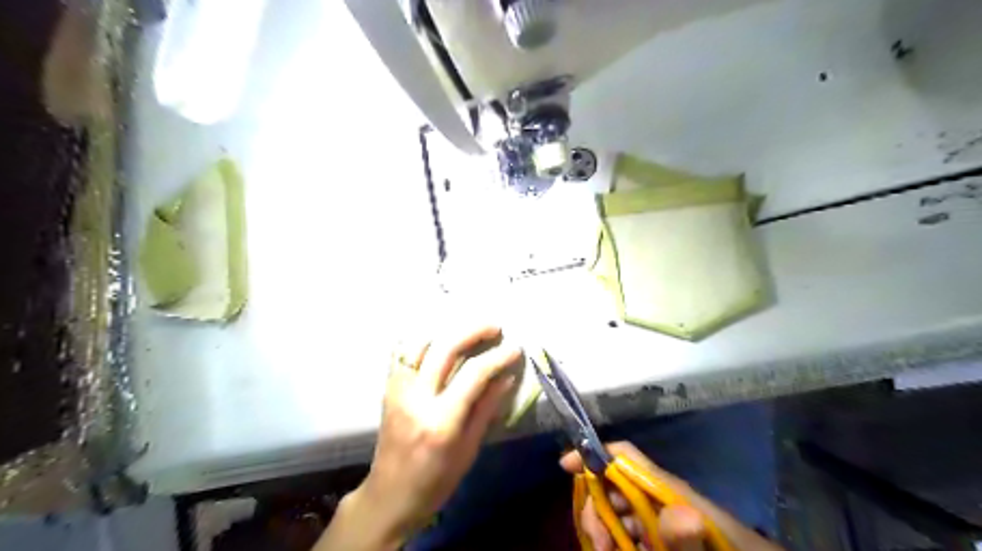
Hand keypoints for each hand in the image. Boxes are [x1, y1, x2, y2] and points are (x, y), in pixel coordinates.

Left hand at [342, 322, 521, 545]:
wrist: (389, 496)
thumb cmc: (436, 482)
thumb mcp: (469, 450)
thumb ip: (486, 408)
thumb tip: (506, 376)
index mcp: (441, 421)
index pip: (474, 374)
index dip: (497, 357)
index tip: (515, 349)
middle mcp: (416, 398)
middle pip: (445, 349)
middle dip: (473, 331)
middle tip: (495, 327)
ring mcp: (397, 390)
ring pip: (420, 344)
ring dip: (447, 331)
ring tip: (468, 330)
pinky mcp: (387, 388)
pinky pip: (402, 353)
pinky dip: (421, 340)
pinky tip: (437, 338)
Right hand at [560, 444, 783, 550]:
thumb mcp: (710, 548)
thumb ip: (692, 538)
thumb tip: (679, 513)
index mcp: (667, 489)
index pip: (624, 456)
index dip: (593, 453)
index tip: (566, 466)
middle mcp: (658, 497)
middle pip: (612, 485)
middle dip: (596, 508)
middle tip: (599, 545)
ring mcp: (659, 519)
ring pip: (616, 512)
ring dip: (604, 531)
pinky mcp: (661, 536)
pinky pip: (628, 533)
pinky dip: (618, 542)